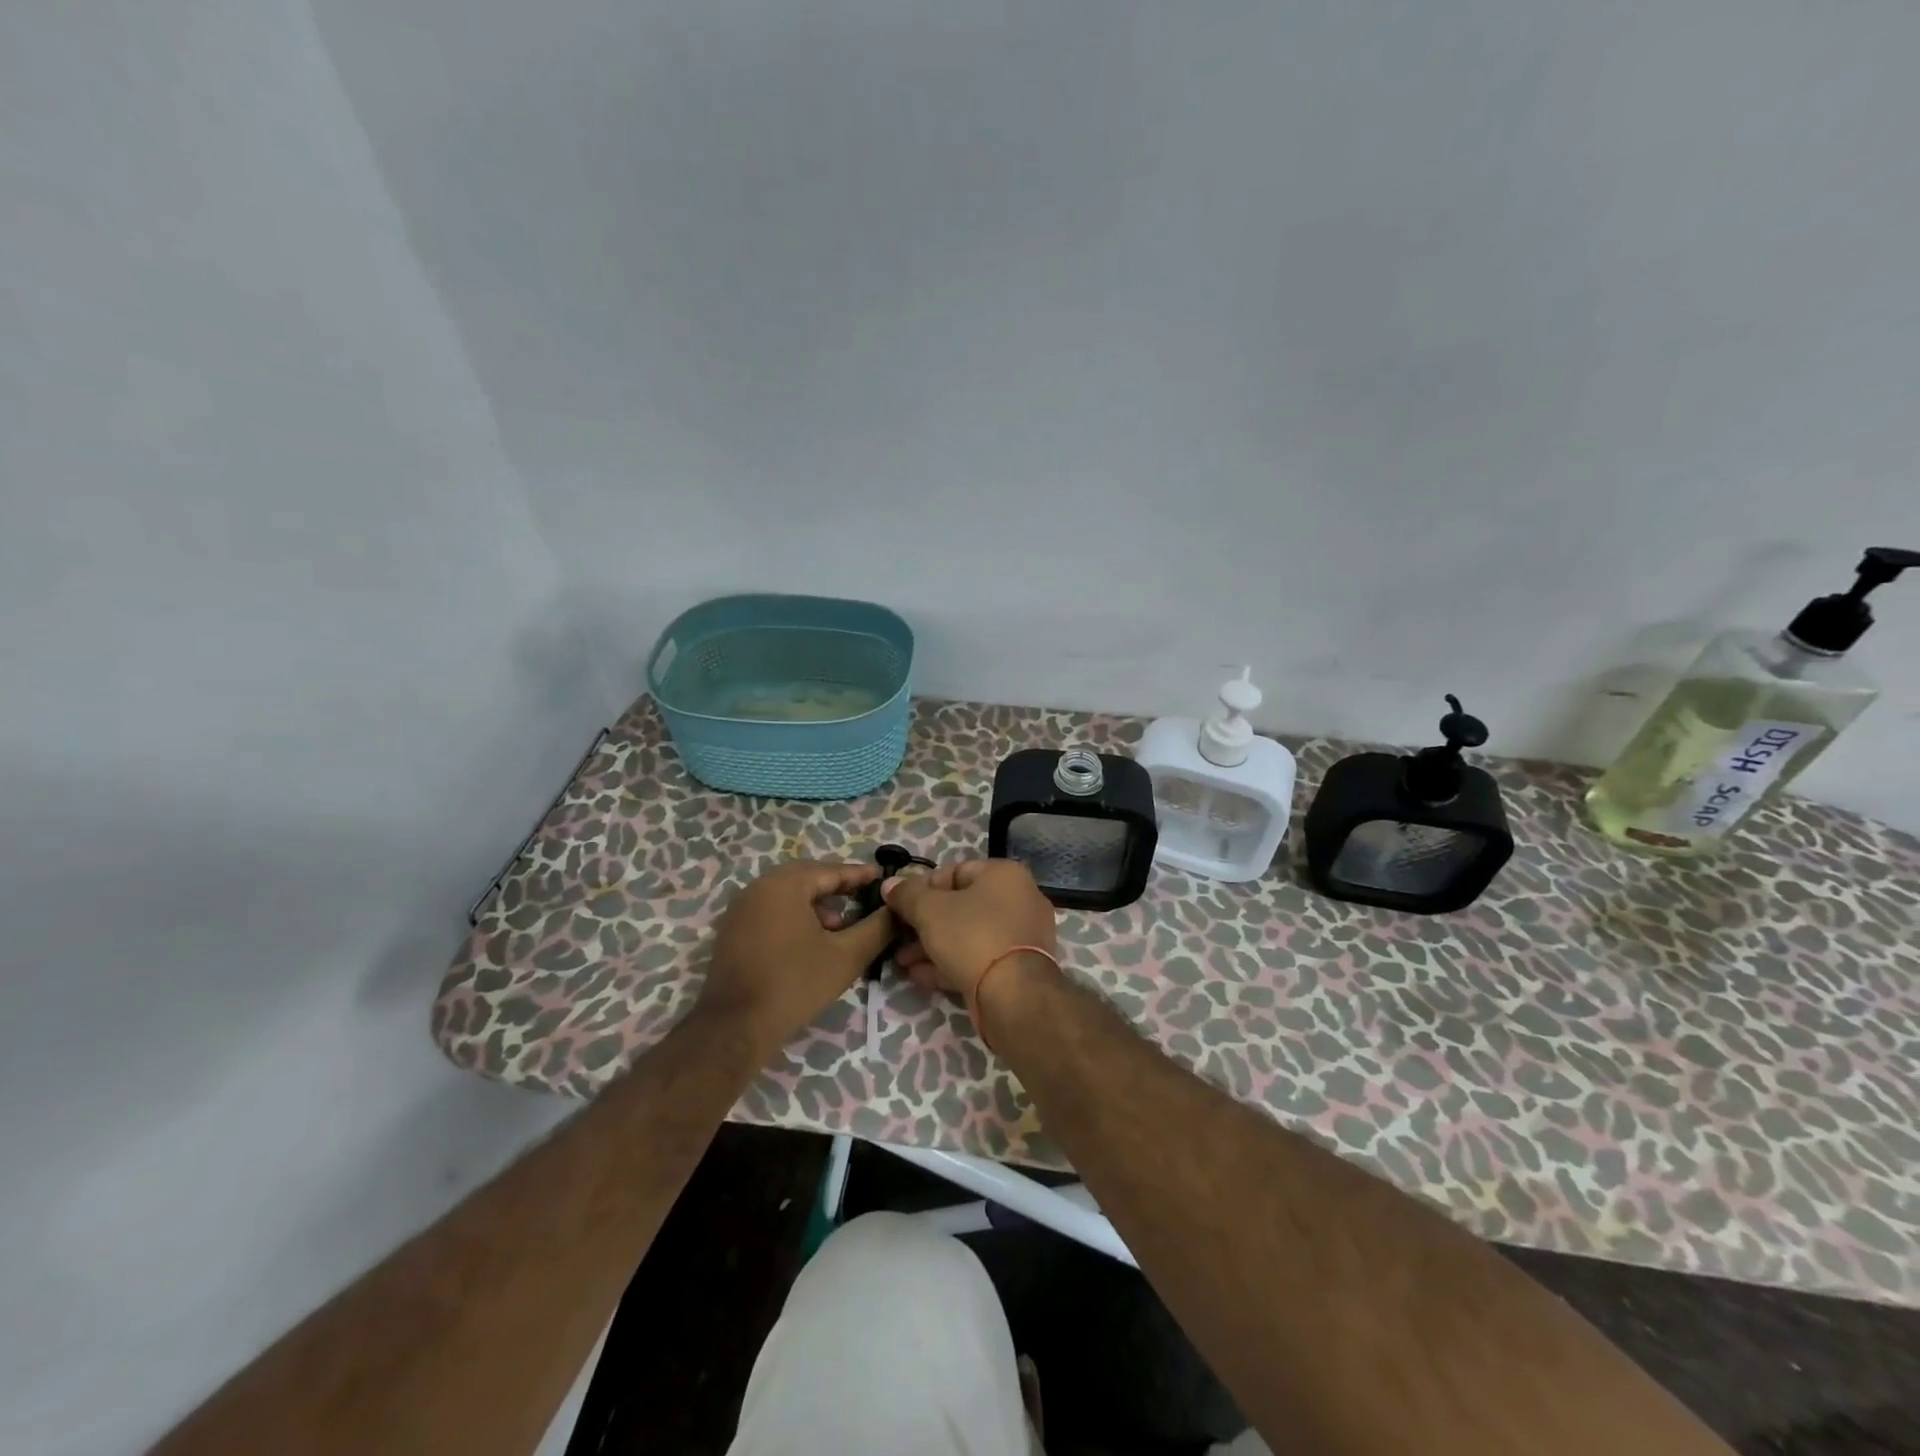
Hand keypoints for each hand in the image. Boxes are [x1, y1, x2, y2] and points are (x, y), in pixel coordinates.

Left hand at [698, 860, 894, 1057]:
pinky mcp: (732, 930)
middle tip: (865, 898)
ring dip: (816, 904)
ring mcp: (741, 908)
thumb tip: (896, 910)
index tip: (884, 879)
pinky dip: (795, 916)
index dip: (860, 875)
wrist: (736, 1026)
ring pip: (788, 895)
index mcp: (784, 884)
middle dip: (838, 888)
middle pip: (807, 878)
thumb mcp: (847, 956)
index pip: (831, 870)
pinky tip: (811, 941)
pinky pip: (771, 910)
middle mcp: (758, 887)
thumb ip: (877, 928)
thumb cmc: (795, 984)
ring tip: (840, 927)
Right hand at [884, 860, 1057, 1001]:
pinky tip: (919, 975)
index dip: (922, 886)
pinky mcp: (1017, 969)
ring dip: (932, 946)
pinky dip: (950, 963)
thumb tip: (889, 884)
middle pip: (961, 906)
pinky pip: (978, 958)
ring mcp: (1020, 937)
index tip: (898, 903)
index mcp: (1005, 875)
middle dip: (924, 923)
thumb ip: (907, 895)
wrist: (1013, 996)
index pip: (956, 871)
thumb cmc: (972, 936)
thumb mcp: (929, 911)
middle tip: (897, 936)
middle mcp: (1019, 900)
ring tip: (901, 960)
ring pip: (968, 935)